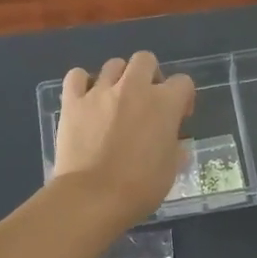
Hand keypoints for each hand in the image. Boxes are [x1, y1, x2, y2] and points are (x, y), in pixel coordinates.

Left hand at [50, 52, 195, 224]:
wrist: (93, 197)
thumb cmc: (140, 188)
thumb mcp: (170, 170)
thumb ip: (174, 147)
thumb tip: (175, 144)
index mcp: (164, 103)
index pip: (183, 82)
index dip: (183, 98)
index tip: (178, 117)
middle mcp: (134, 88)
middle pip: (145, 60)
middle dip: (149, 75)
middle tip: (146, 100)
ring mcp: (100, 91)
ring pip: (113, 65)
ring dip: (118, 78)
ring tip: (115, 100)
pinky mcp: (73, 102)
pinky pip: (76, 77)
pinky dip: (81, 83)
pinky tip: (85, 98)